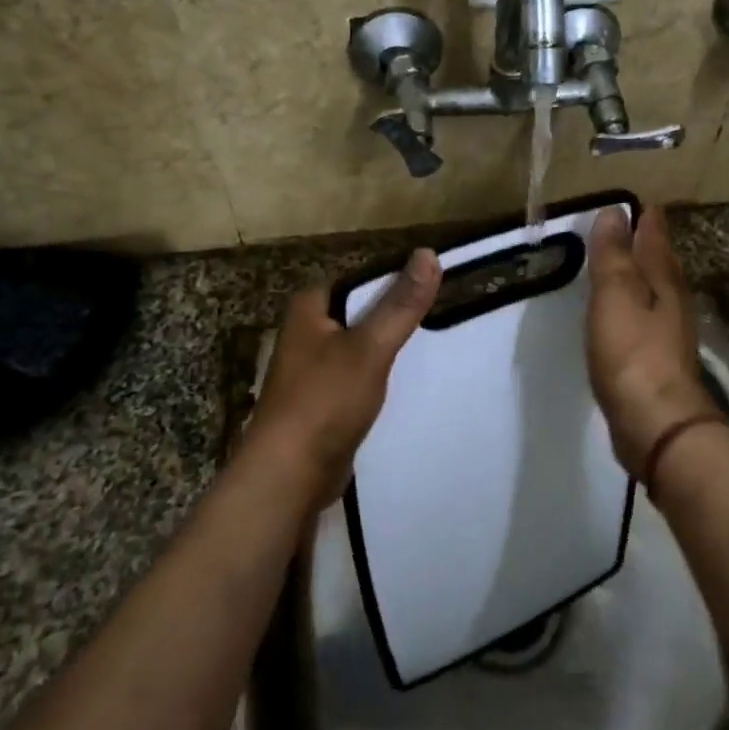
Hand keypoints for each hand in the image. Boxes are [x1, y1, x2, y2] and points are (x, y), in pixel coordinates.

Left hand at [246, 248, 441, 509]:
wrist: (288, 477)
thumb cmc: (324, 401)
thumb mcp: (369, 347)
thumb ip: (400, 304)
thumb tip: (428, 252)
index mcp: (308, 309)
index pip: (357, 278)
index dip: (393, 277)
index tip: (432, 283)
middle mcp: (305, 334)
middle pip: (360, 312)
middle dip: (394, 313)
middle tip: (439, 313)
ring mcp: (312, 370)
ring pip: (360, 346)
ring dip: (388, 347)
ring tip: (432, 344)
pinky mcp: (322, 402)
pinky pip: (358, 378)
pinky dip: (380, 377)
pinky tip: (408, 383)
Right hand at [585, 207, 724, 475]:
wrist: (656, 424)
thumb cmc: (633, 353)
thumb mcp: (615, 295)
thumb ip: (613, 255)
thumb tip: (615, 211)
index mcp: (664, 281)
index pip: (656, 239)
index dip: (648, 220)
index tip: (640, 202)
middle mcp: (673, 303)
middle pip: (662, 264)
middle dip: (650, 245)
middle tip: (636, 226)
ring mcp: (669, 335)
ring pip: (658, 293)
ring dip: (645, 276)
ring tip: (628, 266)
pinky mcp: (659, 363)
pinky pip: (647, 320)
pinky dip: (637, 307)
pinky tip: (626, 315)